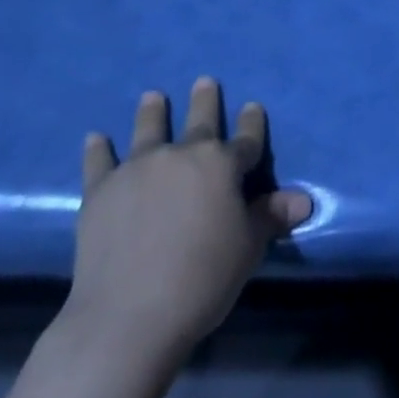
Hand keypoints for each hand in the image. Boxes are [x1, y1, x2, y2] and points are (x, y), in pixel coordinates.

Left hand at [65, 77, 310, 356]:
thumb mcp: (248, 249)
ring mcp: (137, 169)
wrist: (128, 315)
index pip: (246, 138)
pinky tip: (95, 137)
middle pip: (198, 122)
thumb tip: (303, 200)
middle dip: (204, 101)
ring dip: (152, 112)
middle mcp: (181, 155)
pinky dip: (98, 149)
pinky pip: (99, 162)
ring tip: (153, 96)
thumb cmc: (202, 279)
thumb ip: (270, 217)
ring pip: (148, 130)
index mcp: (222, 165)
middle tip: (204, 82)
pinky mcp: (100, 190)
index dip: (251, 123)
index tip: (252, 106)